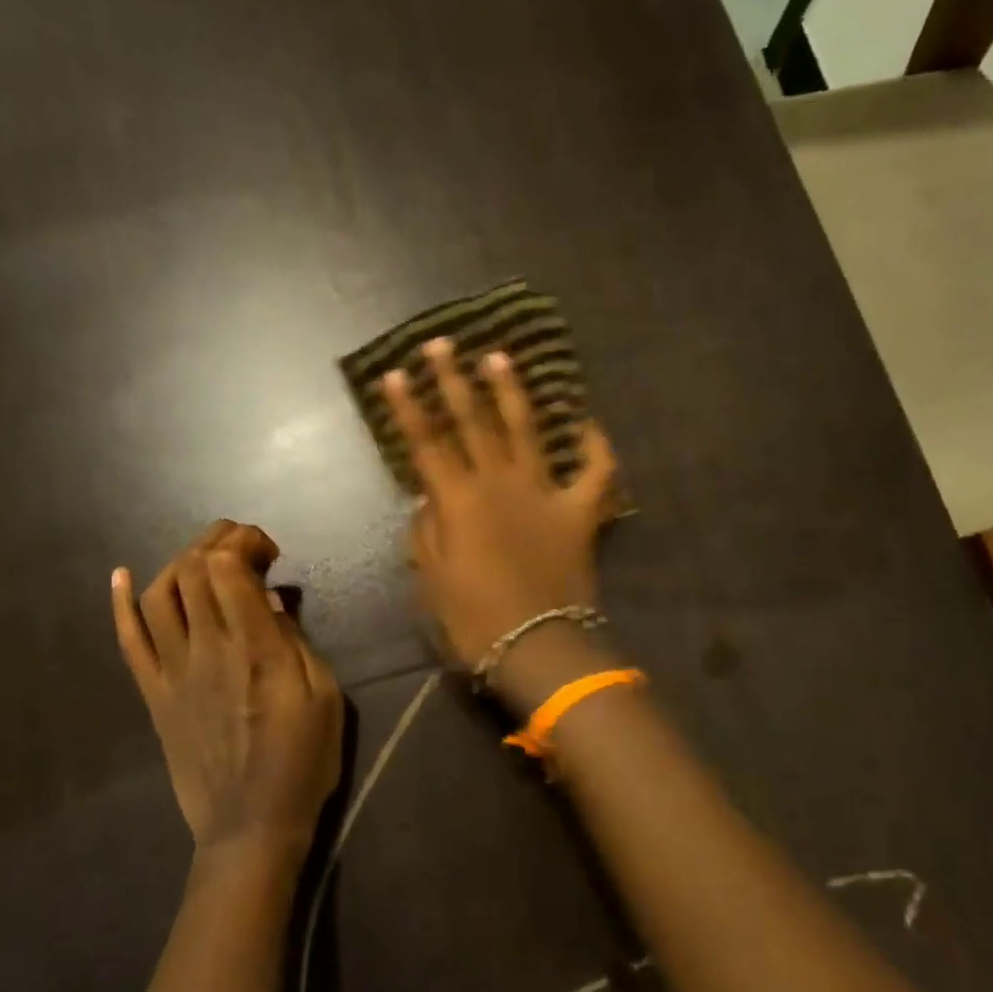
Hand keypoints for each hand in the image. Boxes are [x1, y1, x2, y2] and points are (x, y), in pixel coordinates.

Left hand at [112, 521, 343, 865]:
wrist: (250, 826)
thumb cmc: (302, 761)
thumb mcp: (323, 696)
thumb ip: (295, 642)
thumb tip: (271, 600)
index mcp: (255, 649)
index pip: (228, 568)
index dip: (244, 541)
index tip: (269, 551)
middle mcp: (207, 650)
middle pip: (193, 570)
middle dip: (216, 540)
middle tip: (242, 543)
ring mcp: (173, 672)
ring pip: (159, 595)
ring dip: (180, 562)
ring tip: (205, 558)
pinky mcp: (154, 695)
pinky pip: (129, 641)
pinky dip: (120, 603)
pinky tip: (121, 575)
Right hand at [381, 338, 617, 672]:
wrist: (539, 648)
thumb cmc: (475, 622)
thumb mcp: (433, 582)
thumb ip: (426, 534)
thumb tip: (427, 498)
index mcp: (459, 502)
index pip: (427, 443)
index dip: (408, 407)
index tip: (396, 373)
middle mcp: (500, 485)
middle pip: (473, 423)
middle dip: (454, 381)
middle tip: (444, 343)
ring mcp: (545, 494)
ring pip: (526, 431)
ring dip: (512, 393)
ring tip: (500, 357)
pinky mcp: (580, 512)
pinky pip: (596, 472)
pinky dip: (596, 447)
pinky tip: (589, 422)